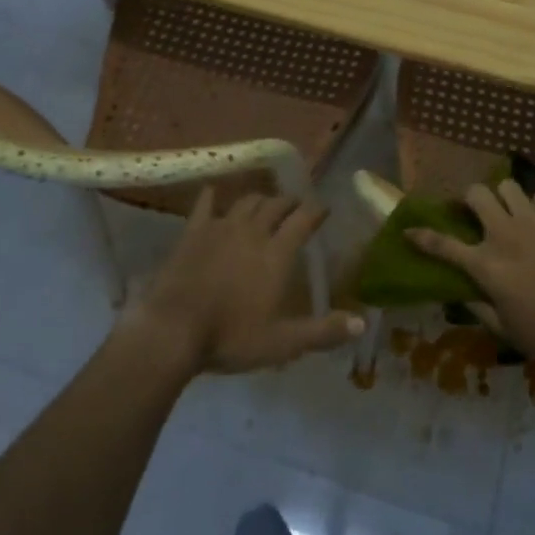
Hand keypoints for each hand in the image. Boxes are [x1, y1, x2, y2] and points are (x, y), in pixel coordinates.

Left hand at [124, 189, 364, 374]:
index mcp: (277, 253)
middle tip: (296, 205)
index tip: (325, 207)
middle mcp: (252, 231)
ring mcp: (220, 228)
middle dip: (289, 202)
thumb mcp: (283, 343)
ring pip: (245, 202)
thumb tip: (362, 323)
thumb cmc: (231, 337)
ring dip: (259, 199)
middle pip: (275, 205)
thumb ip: (323, 332)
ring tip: (265, 203)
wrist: (172, 331)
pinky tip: (212, 191)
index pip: (303, 220)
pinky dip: (211, 197)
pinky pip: (204, 206)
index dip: (316, 210)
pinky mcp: (192, 233)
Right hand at [405, 179, 534, 376]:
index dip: (422, 236)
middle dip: (469, 200)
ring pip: (508, 186)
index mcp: (487, 266)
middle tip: (473, 214)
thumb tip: (461, 292)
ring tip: (508, 214)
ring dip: (503, 198)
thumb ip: (478, 306)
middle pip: (476, 194)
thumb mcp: (503, 329)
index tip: (410, 231)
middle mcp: (506, 236)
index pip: (444, 245)